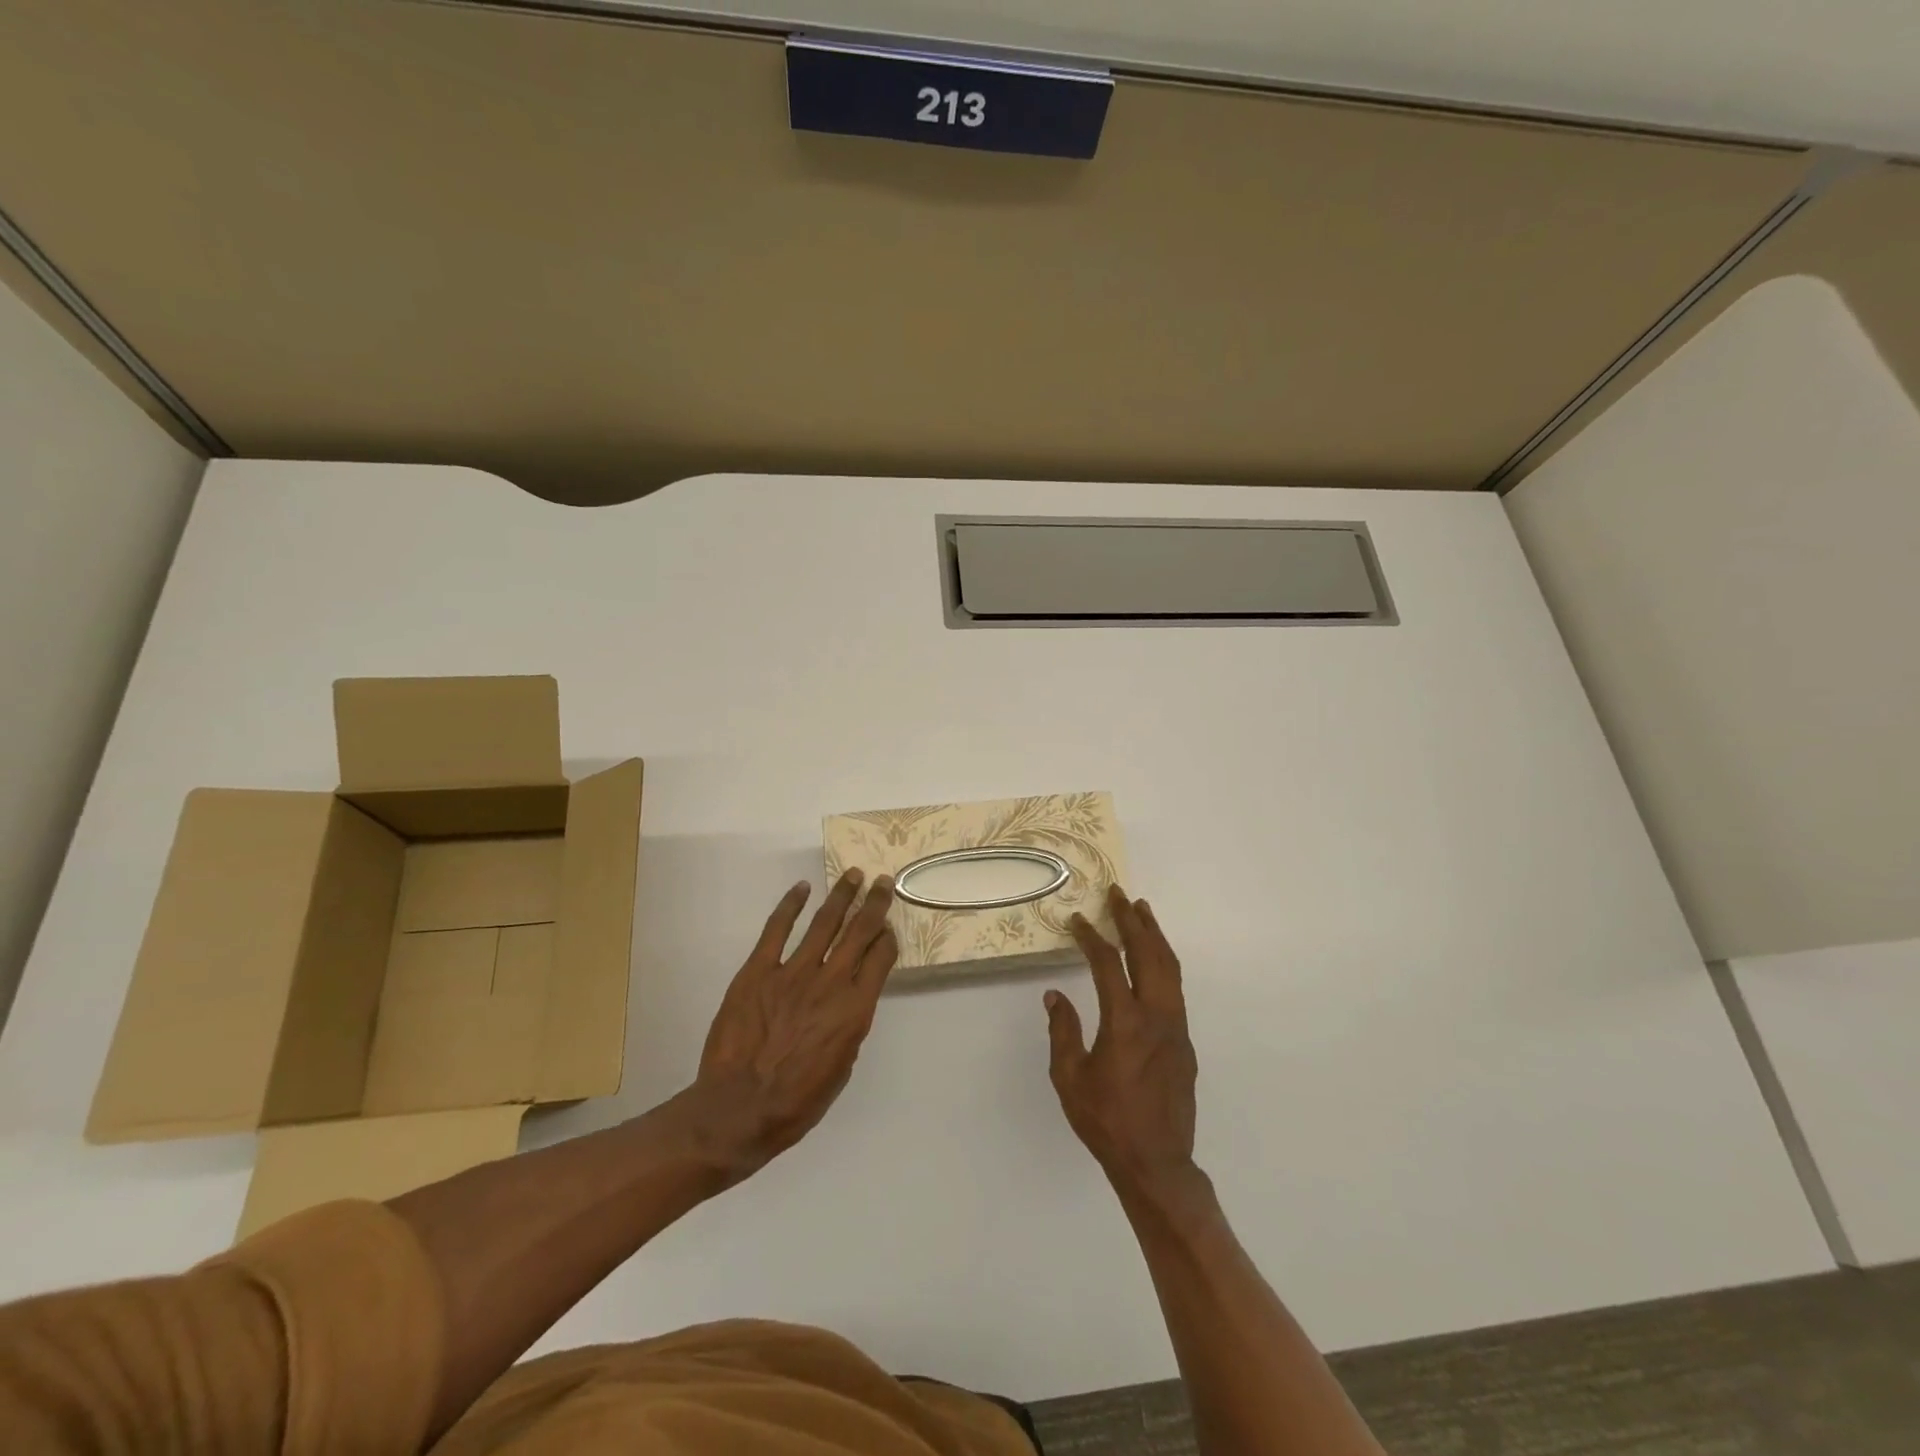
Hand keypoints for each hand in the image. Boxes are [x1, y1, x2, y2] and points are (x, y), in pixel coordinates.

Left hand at [682, 870, 897, 1184]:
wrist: (738, 1110)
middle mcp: (830, 982)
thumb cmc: (796, 1102)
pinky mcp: (758, 970)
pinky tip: (802, 888)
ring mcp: (792, 972)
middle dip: (875, 903)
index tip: (889, 925)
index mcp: (855, 1009)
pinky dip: (790, 905)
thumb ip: (849, 1026)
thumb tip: (849, 1001)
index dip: (888, 937)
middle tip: (883, 881)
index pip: (881, 958)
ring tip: (853, 876)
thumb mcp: (841, 1068)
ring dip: (841, 895)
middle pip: (860, 931)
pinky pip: (776, 930)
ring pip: (824, 923)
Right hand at [1046, 885, 1199, 1196]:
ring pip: (1169, 968)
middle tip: (1119, 895)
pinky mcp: (1185, 1042)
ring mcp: (1176, 1028)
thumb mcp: (1070, 1078)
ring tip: (1142, 912)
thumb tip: (1055, 997)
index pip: (1107, 964)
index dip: (1091, 938)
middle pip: (1148, 954)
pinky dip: (1163, 963)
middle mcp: (1156, 1016)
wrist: (1157, 1163)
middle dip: (1133, 921)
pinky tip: (1153, 960)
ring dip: (1155, 936)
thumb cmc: (1106, 1121)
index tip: (1078, 921)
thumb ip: (1062, 1032)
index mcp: (1125, 1022)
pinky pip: (1175, 989)